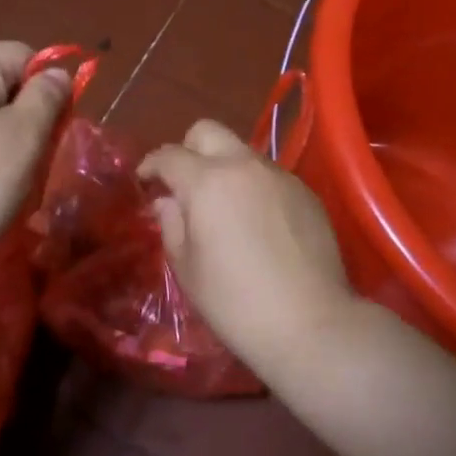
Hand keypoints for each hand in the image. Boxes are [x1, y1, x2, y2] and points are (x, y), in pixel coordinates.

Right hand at [140, 120, 357, 376]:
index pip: (169, 155)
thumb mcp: (187, 269)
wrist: (310, 325)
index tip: (145, 180)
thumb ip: (172, 225)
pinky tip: (258, 224)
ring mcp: (278, 175)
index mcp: (206, 181)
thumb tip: (167, 202)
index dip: (151, 164)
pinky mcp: (305, 192)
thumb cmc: (235, 303)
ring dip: (225, 168)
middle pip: (207, 131)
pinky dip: (254, 188)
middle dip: (188, 149)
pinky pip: (269, 176)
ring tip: (224, 207)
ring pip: (242, 152)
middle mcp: (243, 165)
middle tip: (184, 183)